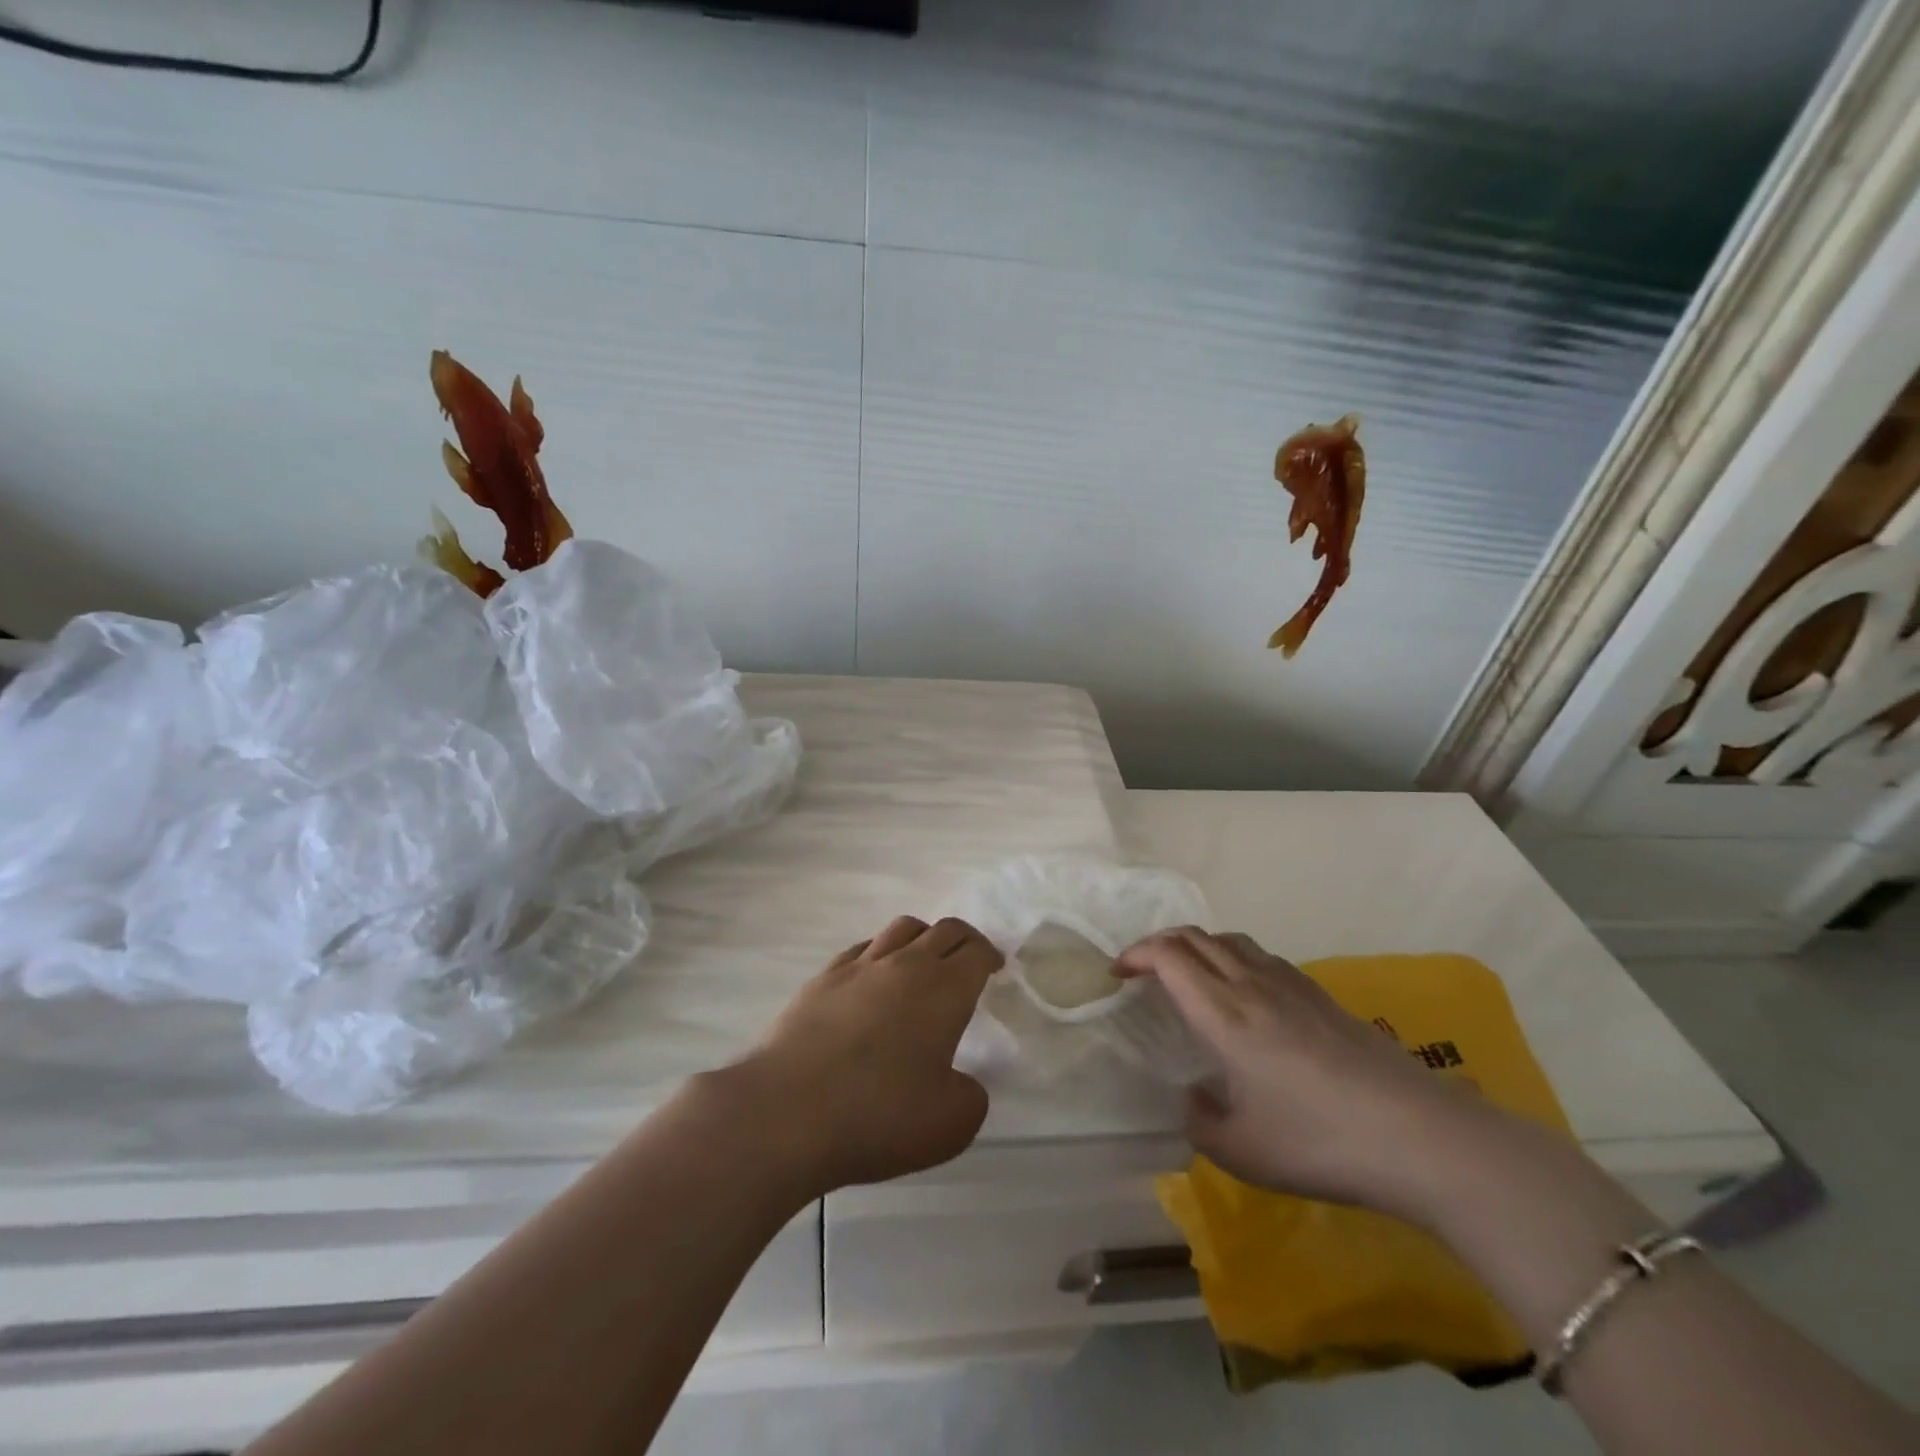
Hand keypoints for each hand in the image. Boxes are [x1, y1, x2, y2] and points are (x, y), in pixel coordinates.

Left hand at [721, 916, 1002, 1195]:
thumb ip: (970, 1097)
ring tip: (922, 963)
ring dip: (922, 937)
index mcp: (943, 990)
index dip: (990, 956)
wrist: (786, 1113)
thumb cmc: (879, 1116)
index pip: (976, 952)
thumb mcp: (950, 1124)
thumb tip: (960, 1082)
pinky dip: (880, 954)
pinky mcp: (821, 979)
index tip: (994, 968)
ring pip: (901, 928)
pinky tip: (872, 980)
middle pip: (943, 930)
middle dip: (963, 940)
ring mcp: (859, 967)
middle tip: (968, 961)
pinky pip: (862, 948)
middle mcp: (905, 965)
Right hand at [1116, 928, 1500, 1218]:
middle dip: (1160, 943)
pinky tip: (1247, 998)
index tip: (1118, 974)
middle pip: (1196, 937)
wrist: (1417, 1135)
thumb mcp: (1241, 1151)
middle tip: (1144, 970)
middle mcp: (1250, 984)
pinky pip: (1262, 958)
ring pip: (1231, 941)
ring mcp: (1290, 985)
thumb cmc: (1317, 1142)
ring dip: (1199, 947)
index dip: (1135, 954)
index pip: (1168, 955)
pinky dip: (1235, 960)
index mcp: (1222, 1013)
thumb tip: (1196, 1096)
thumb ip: (1201, 1122)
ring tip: (1191, 976)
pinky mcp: (1321, 996)